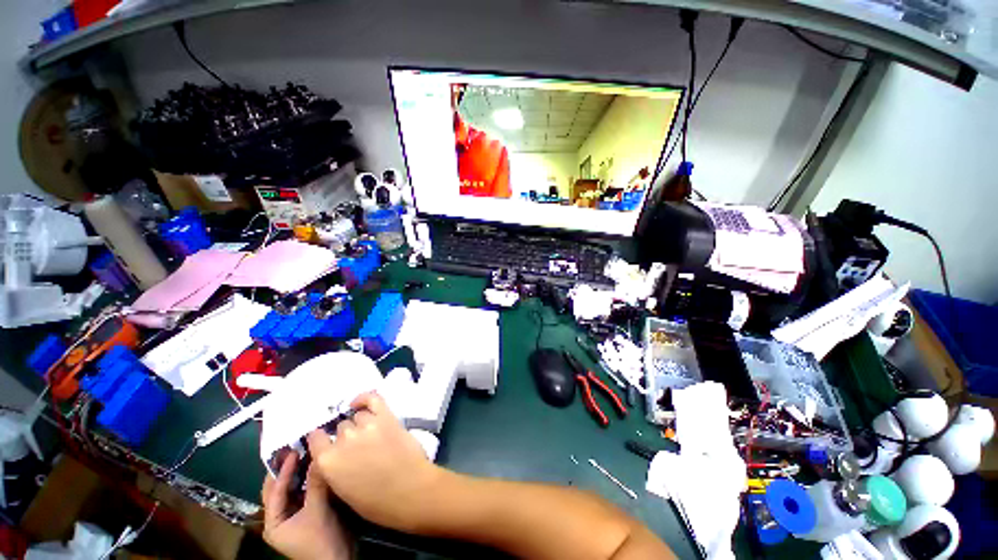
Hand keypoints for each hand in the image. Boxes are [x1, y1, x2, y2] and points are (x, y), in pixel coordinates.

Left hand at [262, 452, 350, 559]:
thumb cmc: (323, 541)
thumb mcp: (318, 512)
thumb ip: (315, 485)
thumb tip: (318, 457)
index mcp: (271, 523)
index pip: (274, 491)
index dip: (284, 471)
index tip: (293, 452)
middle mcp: (274, 524)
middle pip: (276, 493)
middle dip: (285, 475)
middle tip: (294, 454)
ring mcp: (287, 527)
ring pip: (287, 498)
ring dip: (295, 482)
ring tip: (303, 464)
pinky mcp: (299, 527)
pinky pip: (297, 504)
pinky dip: (303, 492)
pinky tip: (310, 480)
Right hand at [306, 392, 443, 532]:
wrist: (419, 497)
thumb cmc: (384, 508)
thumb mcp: (348, 497)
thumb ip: (335, 474)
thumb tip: (335, 463)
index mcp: (327, 462)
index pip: (315, 439)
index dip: (324, 444)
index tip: (332, 451)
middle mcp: (342, 440)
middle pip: (340, 430)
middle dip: (348, 440)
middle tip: (363, 453)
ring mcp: (364, 426)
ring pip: (356, 419)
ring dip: (362, 427)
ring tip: (375, 440)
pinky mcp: (387, 419)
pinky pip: (371, 399)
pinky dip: (366, 400)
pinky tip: (362, 405)